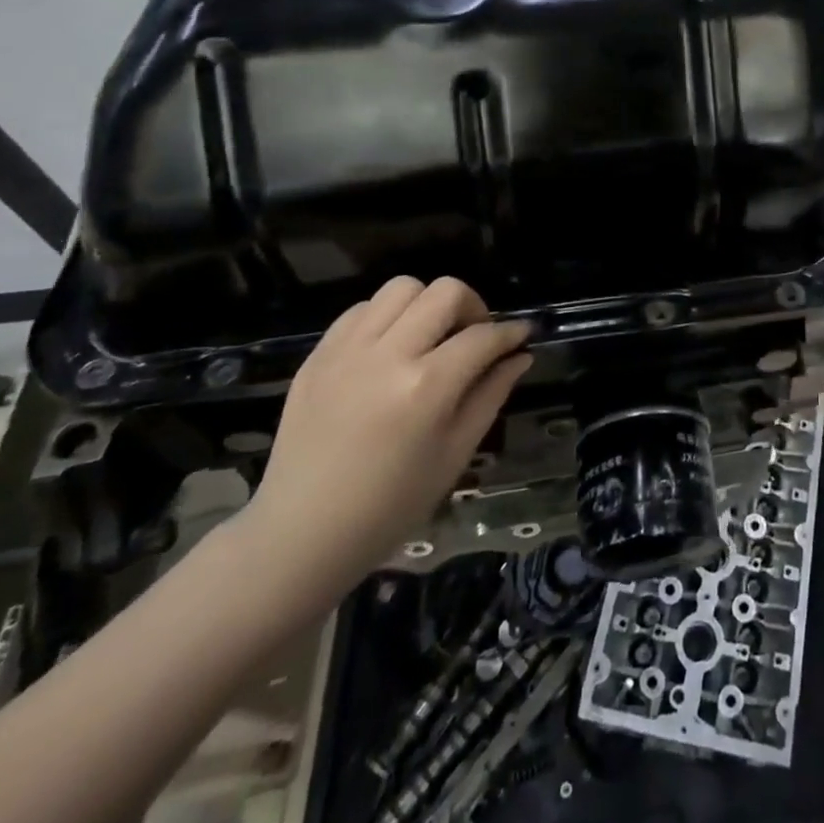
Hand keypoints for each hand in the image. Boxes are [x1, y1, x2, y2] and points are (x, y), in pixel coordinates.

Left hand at [243, 277, 531, 599]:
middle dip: (472, 305)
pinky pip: (361, 310)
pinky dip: (385, 317)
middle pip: (444, 292)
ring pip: (401, 288)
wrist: (301, 534)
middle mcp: (387, 356)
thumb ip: (491, 395)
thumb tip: (520, 356)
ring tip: (429, 337)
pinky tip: (390, 348)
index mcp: (426, 387)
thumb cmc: (391, 504)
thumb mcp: (455, 453)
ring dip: (426, 304)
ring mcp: (346, 352)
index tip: (522, 336)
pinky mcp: (317, 356)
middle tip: (474, 335)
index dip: (510, 332)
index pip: (483, 336)